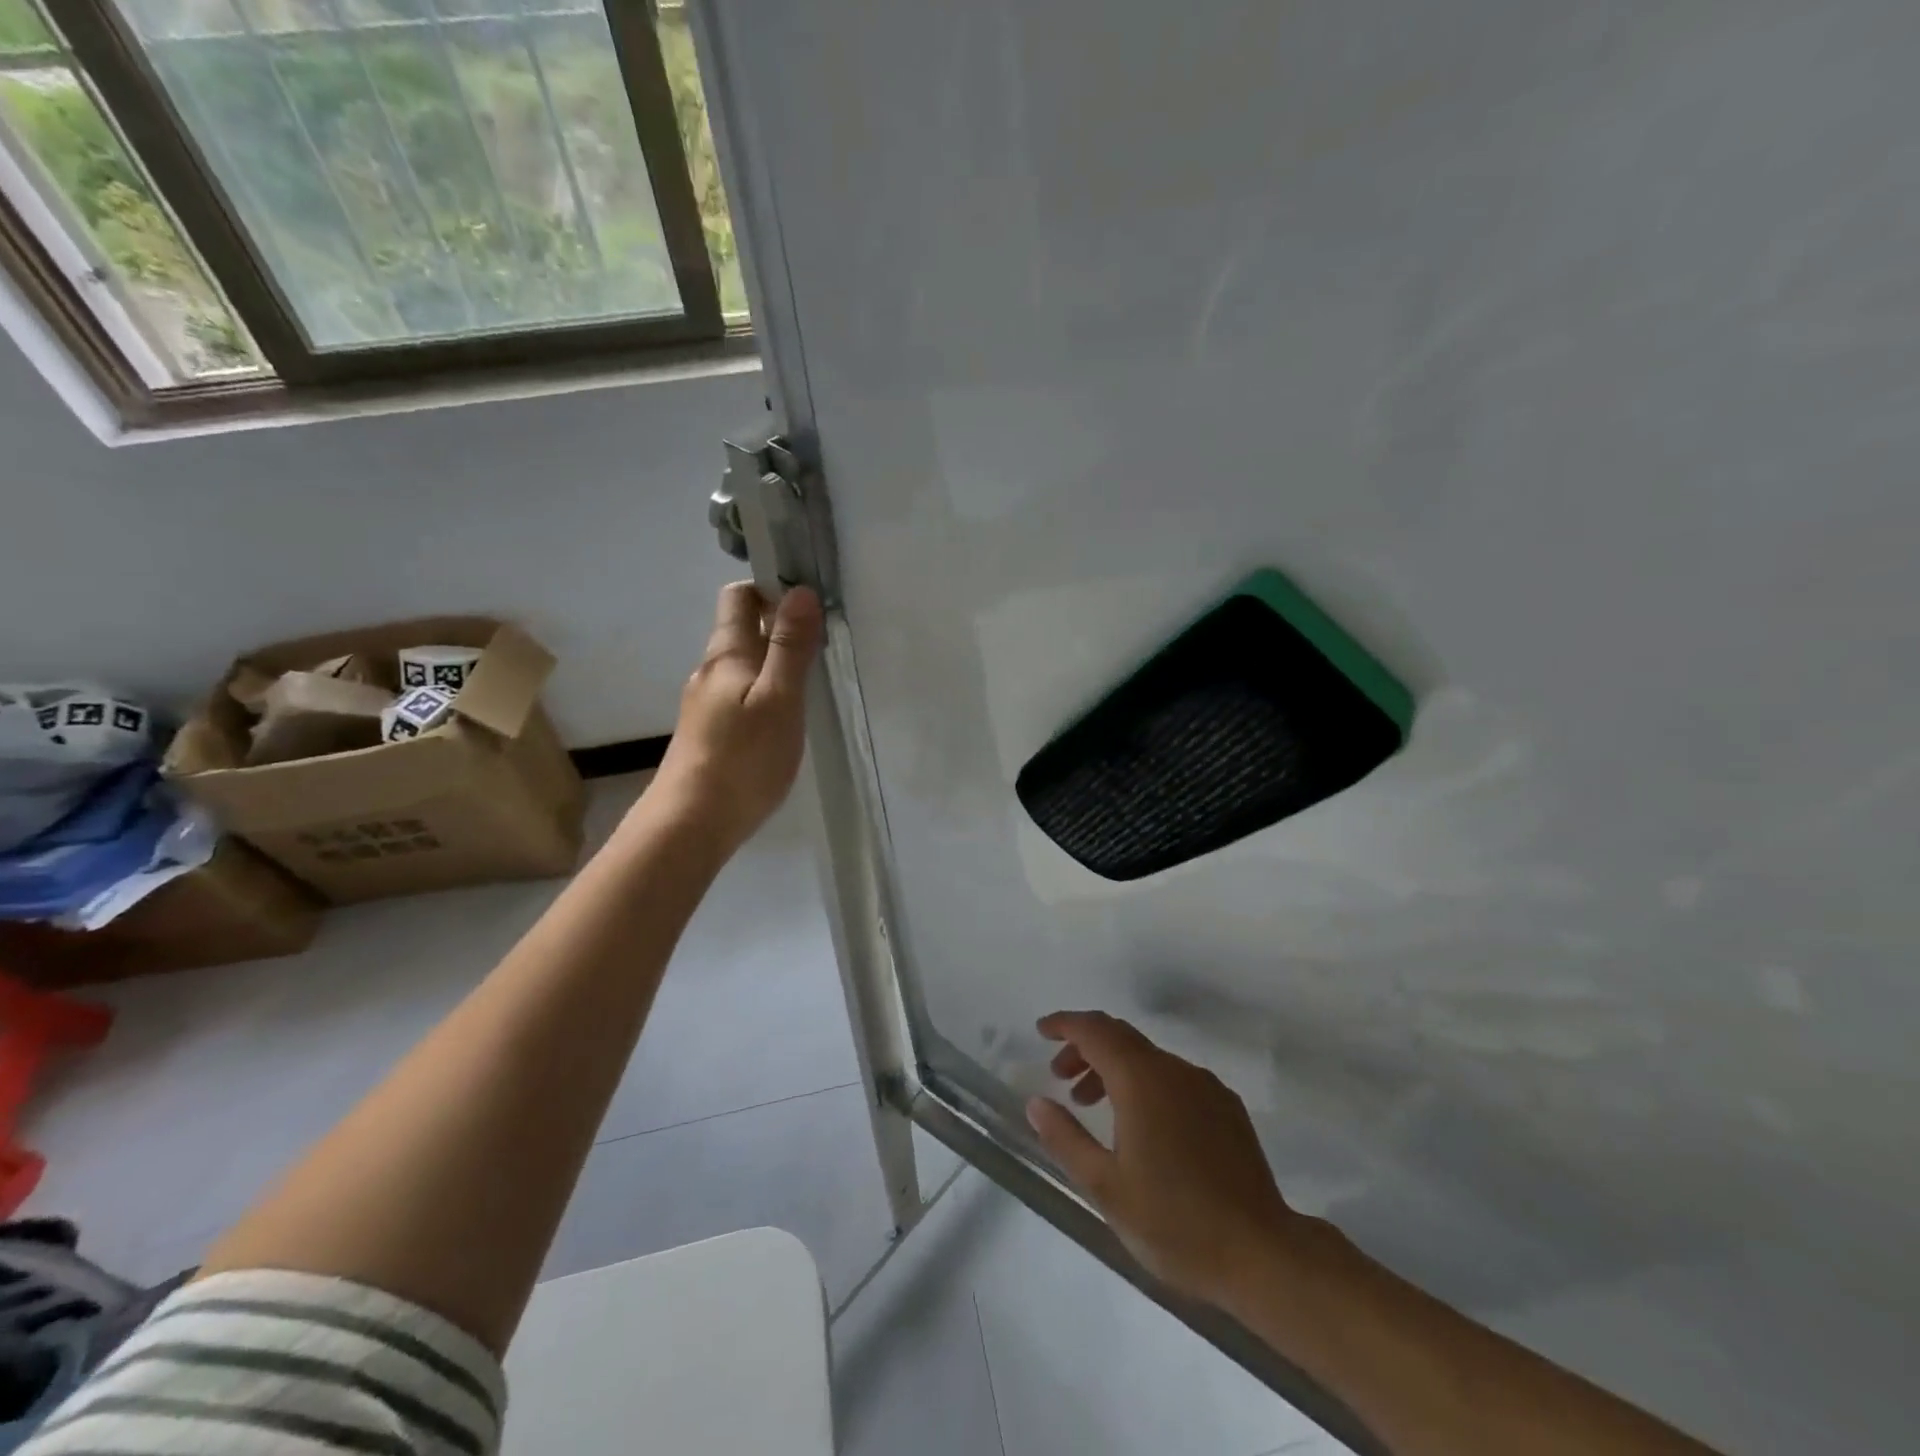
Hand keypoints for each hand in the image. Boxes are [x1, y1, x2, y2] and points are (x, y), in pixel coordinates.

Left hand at [654, 582, 822, 851]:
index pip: (740, 596)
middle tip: (821, 647)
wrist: (691, 823)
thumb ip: (790, 647)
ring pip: (743, 666)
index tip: (810, 605)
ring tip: (810, 684)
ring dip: (775, 664)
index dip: (771, 589)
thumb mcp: (778, 699)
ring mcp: (706, 704)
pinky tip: (784, 720)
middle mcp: (710, 671)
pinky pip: (740, 695)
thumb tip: (800, 590)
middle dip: (780, 628)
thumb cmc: (742, 759)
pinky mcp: (709, 733)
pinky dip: (765, 693)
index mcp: (726, 654)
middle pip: (742, 631)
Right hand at [1027, 1010, 1302, 1308]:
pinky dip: (1146, 1084)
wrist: (1263, 1255)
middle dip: (1086, 1047)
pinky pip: (1174, 1077)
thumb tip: (1036, 1102)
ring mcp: (1205, 1086)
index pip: (1095, 1030)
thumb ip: (1065, 1138)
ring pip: (1148, 1058)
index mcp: (1141, 1080)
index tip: (1041, 1031)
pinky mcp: (1226, 1107)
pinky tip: (1142, 1125)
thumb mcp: (1105, 1187)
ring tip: (1092, 1104)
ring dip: (1114, 1068)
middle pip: (1121, 1037)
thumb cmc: (1174, 1223)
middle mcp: (1174, 1070)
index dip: (1065, 1024)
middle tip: (1060, 1076)